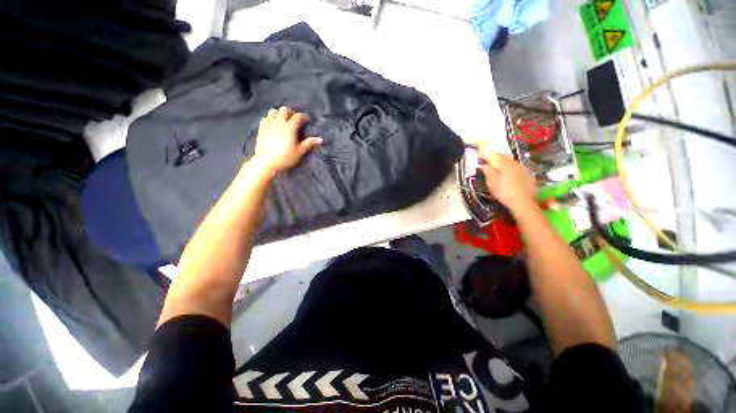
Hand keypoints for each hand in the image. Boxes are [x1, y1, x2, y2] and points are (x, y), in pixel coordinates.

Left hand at [250, 107, 321, 176]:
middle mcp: (278, 122)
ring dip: (280, 113)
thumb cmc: (285, 157)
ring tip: (283, 120)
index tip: (307, 120)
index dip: (304, 116)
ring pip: (273, 111)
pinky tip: (273, 125)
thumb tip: (320, 139)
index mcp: (289, 127)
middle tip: (295, 119)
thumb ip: (309, 143)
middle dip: (291, 112)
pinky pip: (265, 118)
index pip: (298, 116)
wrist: (266, 162)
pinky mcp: (261, 128)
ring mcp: (268, 124)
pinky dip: (270, 118)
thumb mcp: (299, 151)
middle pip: (284, 110)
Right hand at [477, 142, 535, 211]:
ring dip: (504, 163)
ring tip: (498, 168)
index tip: (480, 155)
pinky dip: (511, 169)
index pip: (495, 155)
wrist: (523, 202)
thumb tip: (483, 164)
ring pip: (512, 162)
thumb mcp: (492, 182)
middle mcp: (515, 163)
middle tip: (488, 161)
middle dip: (496, 157)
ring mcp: (523, 169)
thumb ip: (487, 171)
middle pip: (504, 157)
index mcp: (505, 164)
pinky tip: (508, 175)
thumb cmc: (504, 192)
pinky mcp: (528, 175)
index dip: (487, 154)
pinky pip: (517, 168)